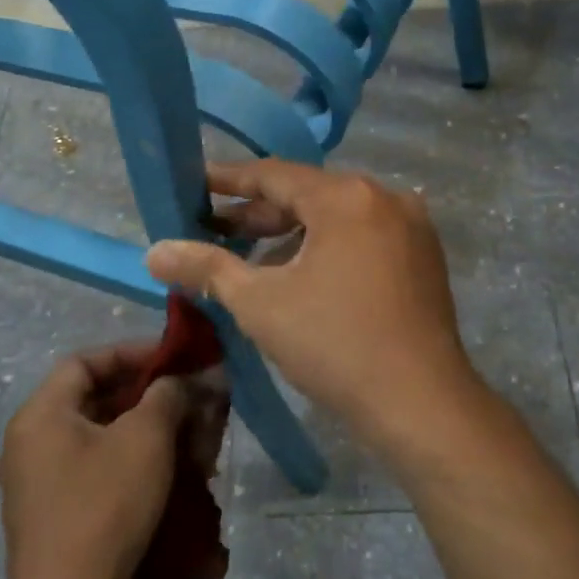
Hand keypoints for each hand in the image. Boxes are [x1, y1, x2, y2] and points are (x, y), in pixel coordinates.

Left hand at [0, 343, 200, 578]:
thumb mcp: (145, 438)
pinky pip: (100, 471)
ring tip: (192, 440)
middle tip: (191, 400)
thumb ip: (168, 394)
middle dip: (150, 396)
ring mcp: (43, 483)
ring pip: (104, 438)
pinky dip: (136, 465)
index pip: (86, 361)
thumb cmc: (104, 505)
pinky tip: (175, 477)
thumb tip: (186, 378)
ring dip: (150, 433)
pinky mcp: (59, 516)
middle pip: (96, 399)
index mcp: (41, 415)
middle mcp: (33, 443)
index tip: (175, 360)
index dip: (132, 353)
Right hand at [146, 161, 478, 452]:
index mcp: (346, 197)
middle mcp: (385, 198)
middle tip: (213, 230)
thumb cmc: (335, 345)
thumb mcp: (260, 304)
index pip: (274, 175)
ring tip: (251, 260)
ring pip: (337, 218)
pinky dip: (328, 248)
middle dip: (259, 215)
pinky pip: (364, 237)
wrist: (421, 403)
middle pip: (308, 195)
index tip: (194, 184)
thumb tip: (154, 251)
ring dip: (293, 235)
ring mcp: (411, 226)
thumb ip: (206, 268)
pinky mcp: (424, 256)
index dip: (229, 180)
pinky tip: (301, 276)